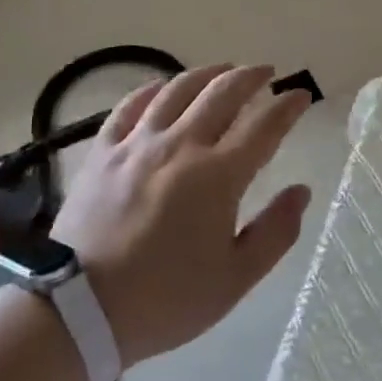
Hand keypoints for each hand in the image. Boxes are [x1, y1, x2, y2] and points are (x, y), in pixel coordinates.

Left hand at [51, 65, 312, 363]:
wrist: (79, 310)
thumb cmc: (166, 299)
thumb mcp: (235, 279)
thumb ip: (275, 232)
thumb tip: (301, 191)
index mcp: (218, 176)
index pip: (264, 126)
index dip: (287, 106)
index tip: (301, 95)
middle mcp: (181, 145)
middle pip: (223, 92)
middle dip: (251, 76)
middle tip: (266, 72)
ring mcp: (138, 143)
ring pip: (178, 88)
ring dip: (208, 73)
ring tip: (223, 70)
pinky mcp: (103, 150)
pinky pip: (130, 105)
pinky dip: (153, 89)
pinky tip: (163, 88)